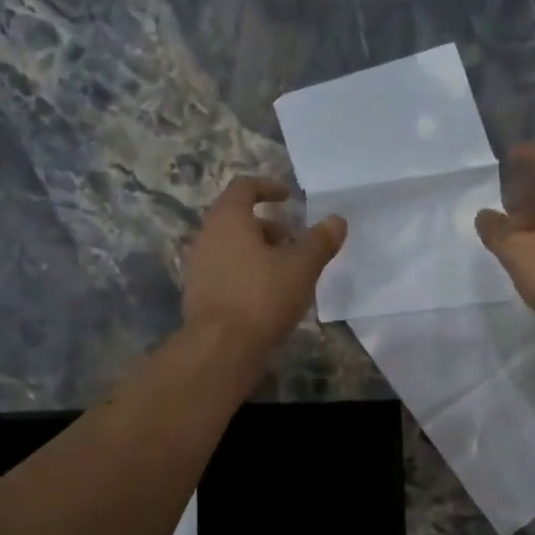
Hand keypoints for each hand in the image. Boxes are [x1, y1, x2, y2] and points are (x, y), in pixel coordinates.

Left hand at [183, 177, 346, 356]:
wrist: (220, 348)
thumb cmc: (262, 297)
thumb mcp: (301, 267)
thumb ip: (319, 241)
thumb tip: (337, 220)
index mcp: (228, 219)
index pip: (244, 187)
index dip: (268, 187)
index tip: (289, 197)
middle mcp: (206, 236)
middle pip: (236, 218)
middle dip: (266, 225)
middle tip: (292, 239)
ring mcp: (198, 267)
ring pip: (230, 246)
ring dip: (256, 250)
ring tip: (284, 270)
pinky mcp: (198, 294)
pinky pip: (224, 270)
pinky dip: (245, 271)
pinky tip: (266, 294)